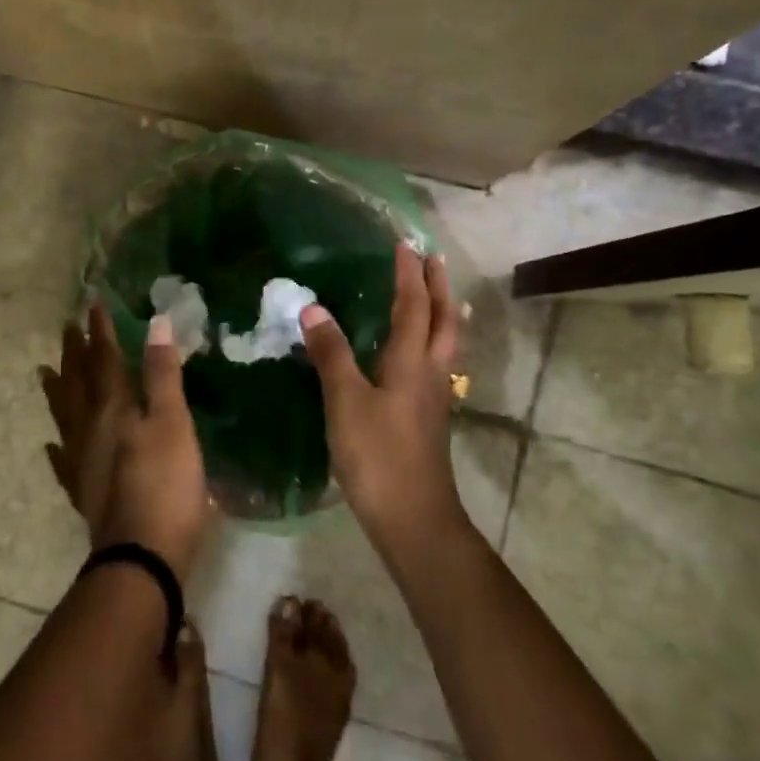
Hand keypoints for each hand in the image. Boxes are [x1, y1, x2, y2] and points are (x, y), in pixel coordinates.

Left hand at [41, 304, 211, 578]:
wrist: (140, 557)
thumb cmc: (165, 484)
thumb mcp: (172, 423)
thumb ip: (162, 374)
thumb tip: (155, 323)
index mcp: (113, 408)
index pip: (104, 359)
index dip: (100, 332)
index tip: (92, 304)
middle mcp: (90, 428)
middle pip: (78, 383)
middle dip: (75, 354)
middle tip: (66, 329)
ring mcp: (82, 462)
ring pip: (64, 416)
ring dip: (57, 390)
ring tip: (44, 372)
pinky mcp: (83, 492)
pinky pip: (62, 461)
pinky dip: (57, 446)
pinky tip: (51, 444)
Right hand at [300, 244, 462, 557]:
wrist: (413, 517)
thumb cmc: (377, 454)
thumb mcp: (345, 401)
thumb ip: (331, 353)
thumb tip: (314, 307)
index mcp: (411, 361)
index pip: (413, 306)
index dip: (409, 274)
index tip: (405, 244)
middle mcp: (430, 371)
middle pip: (443, 320)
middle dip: (439, 286)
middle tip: (433, 258)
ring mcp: (433, 396)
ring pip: (446, 343)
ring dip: (444, 312)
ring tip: (441, 296)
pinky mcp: (427, 417)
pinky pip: (436, 363)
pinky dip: (433, 341)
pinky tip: (420, 353)